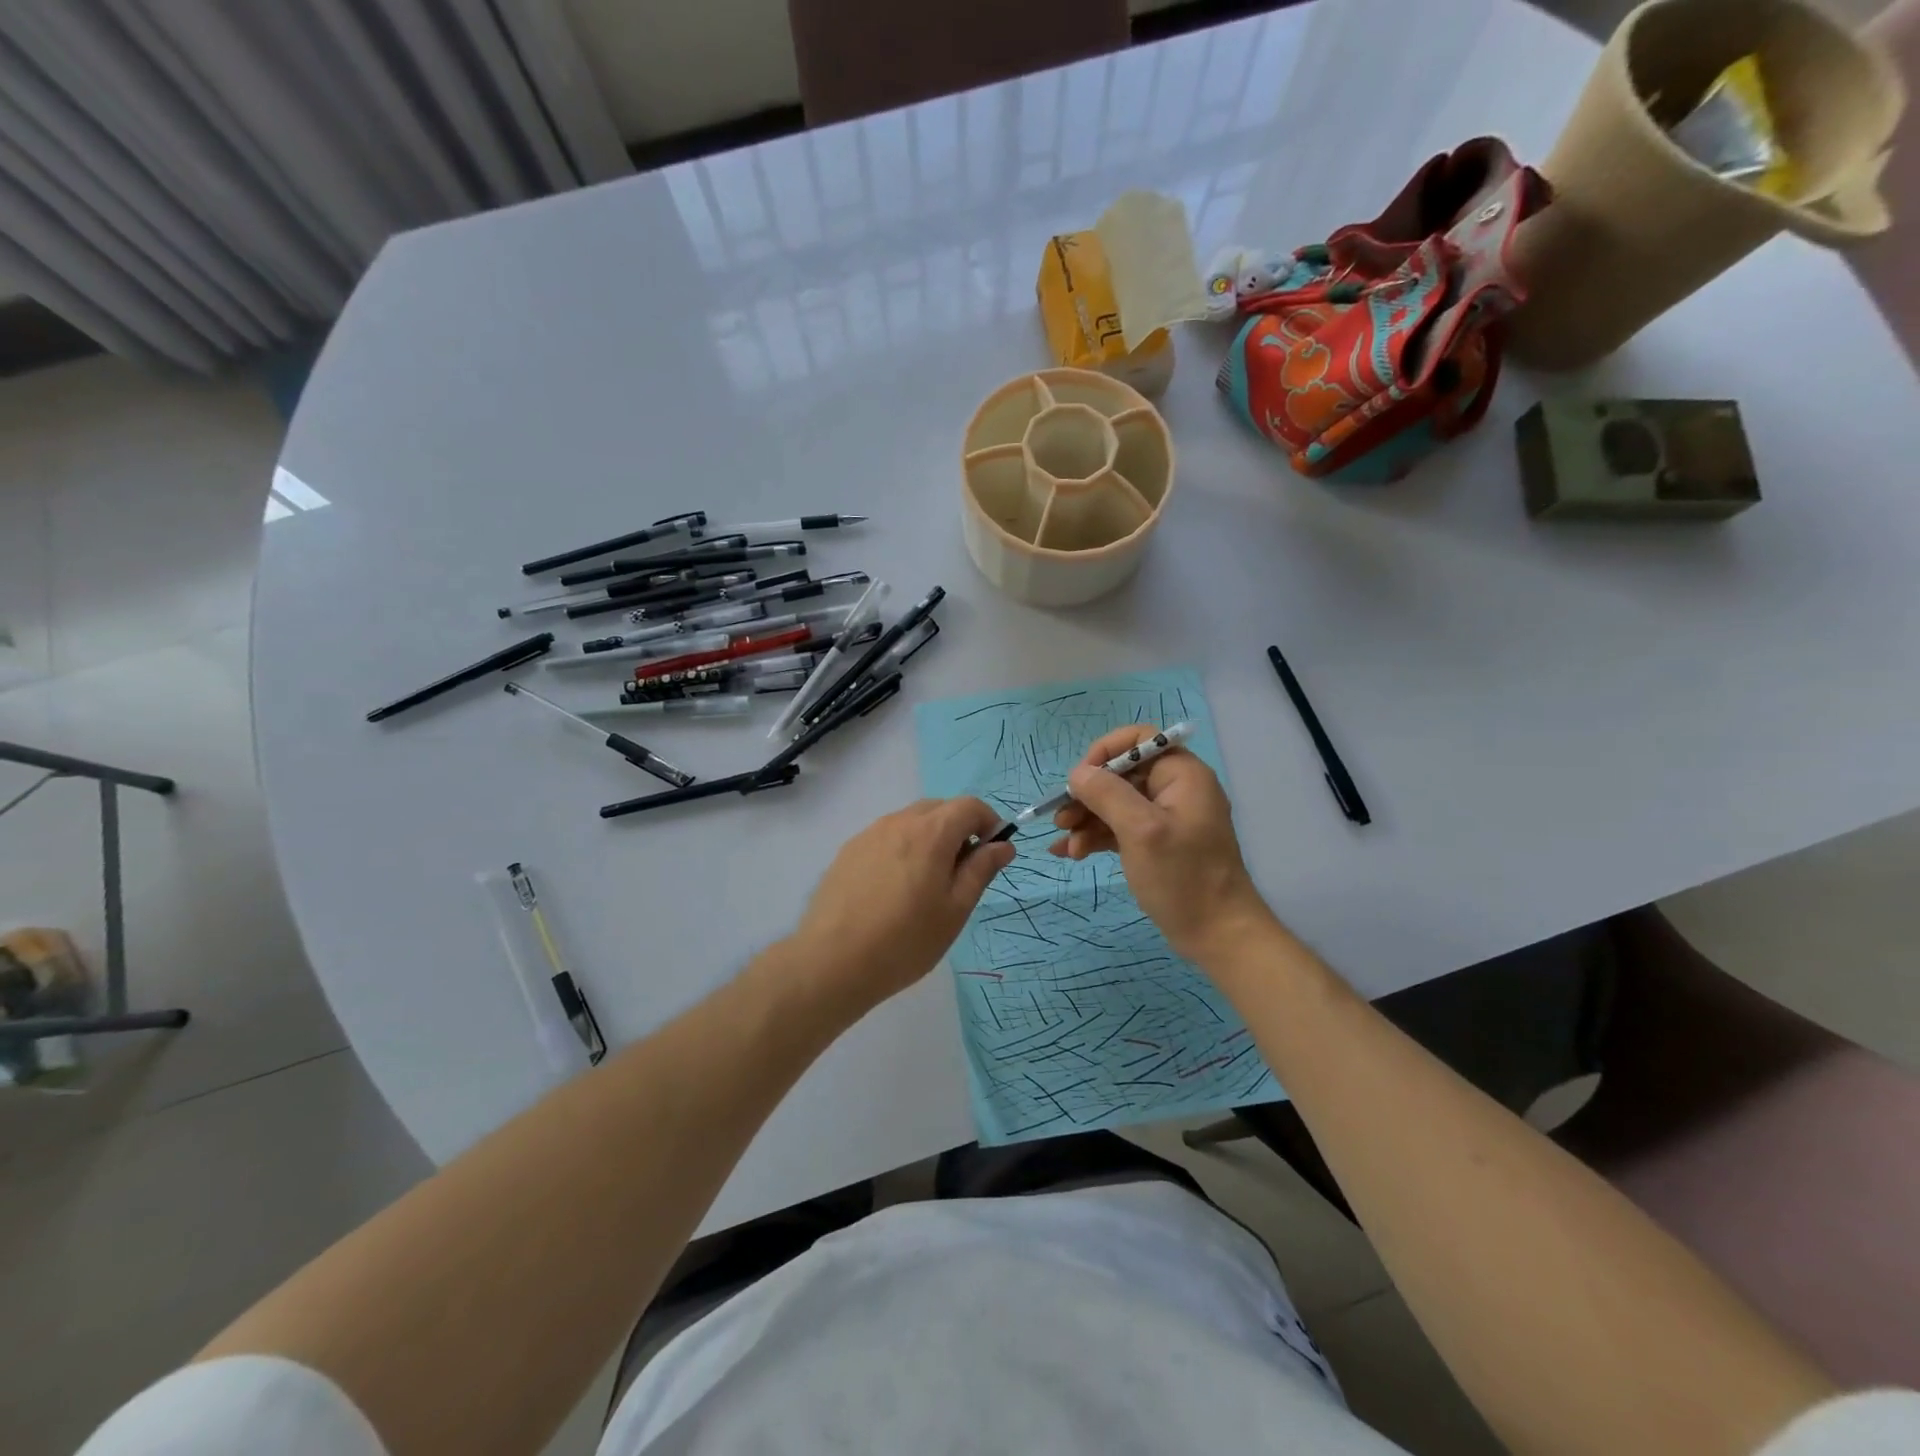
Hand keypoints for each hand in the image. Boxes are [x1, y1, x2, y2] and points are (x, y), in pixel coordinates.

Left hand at [788, 797, 1014, 1015]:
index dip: (989, 822)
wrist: (832, 961)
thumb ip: (981, 870)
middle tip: (961, 873)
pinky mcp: (848, 851)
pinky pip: (886, 837)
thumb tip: (1003, 844)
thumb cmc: (905, 940)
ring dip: (929, 839)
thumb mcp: (955, 909)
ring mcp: (869, 834)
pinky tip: (893, 890)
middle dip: (959, 830)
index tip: (991, 854)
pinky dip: (902, 849)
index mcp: (930, 832)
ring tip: (925, 885)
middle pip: (939, 809)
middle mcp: (899, 821)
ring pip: (910, 822)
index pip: (970, 806)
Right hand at [1050, 725, 1272, 964]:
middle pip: (1121, 774)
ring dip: (1087, 820)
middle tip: (1061, 819)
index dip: (1105, 752)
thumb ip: (1107, 794)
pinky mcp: (1157, 844)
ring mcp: (1166, 819)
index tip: (1080, 780)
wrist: (1219, 936)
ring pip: (1116, 804)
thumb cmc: (1183, 877)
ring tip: (1066, 846)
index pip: (1139, 740)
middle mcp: (1175, 790)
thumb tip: (1078, 773)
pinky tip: (1071, 853)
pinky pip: (1120, 829)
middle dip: (1088, 795)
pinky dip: (1097, 837)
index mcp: (1182, 775)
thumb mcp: (1141, 831)